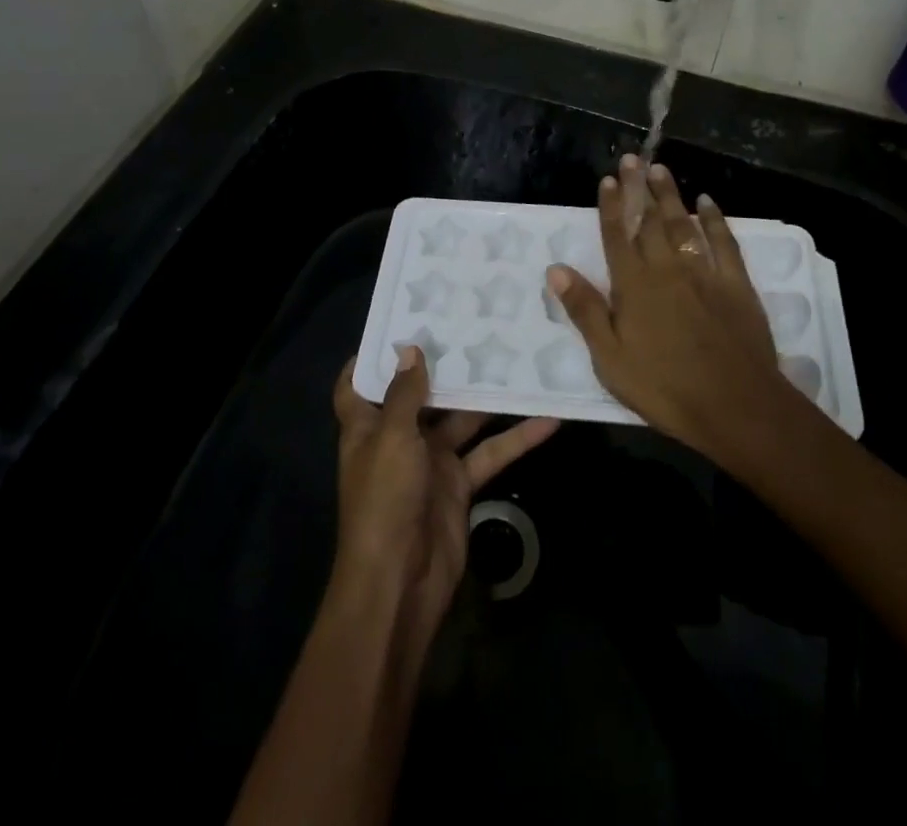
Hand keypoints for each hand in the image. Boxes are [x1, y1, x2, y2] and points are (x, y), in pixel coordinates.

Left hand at [331, 350, 557, 650]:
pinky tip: (549, 419)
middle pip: (420, 395)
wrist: (400, 583)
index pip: (357, 386)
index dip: (370, 358)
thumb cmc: (385, 500)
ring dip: (488, 398)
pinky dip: (516, 439)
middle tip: (476, 325)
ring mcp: (430, 462)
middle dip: (445, 366)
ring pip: (463, 420)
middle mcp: (397, 439)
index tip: (397, 323)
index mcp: (367, 427)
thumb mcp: (392, 439)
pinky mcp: (459, 484)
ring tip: (519, 358)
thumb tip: (410, 349)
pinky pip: (489, 453)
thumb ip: (405, 394)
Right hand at [548, 156, 786, 455]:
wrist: (734, 405)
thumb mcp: (610, 358)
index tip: (608, 179)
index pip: (617, 237)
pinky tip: (708, 202)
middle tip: (633, 158)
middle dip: (639, 188)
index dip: (612, 207)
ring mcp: (703, 273)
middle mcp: (666, 269)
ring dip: (671, 195)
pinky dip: (716, 220)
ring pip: (684, 224)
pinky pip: (724, 242)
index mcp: (633, 286)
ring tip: (660, 169)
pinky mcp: (736, 284)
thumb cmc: (664, 387)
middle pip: (650, 221)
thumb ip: (585, 310)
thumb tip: (556, 269)